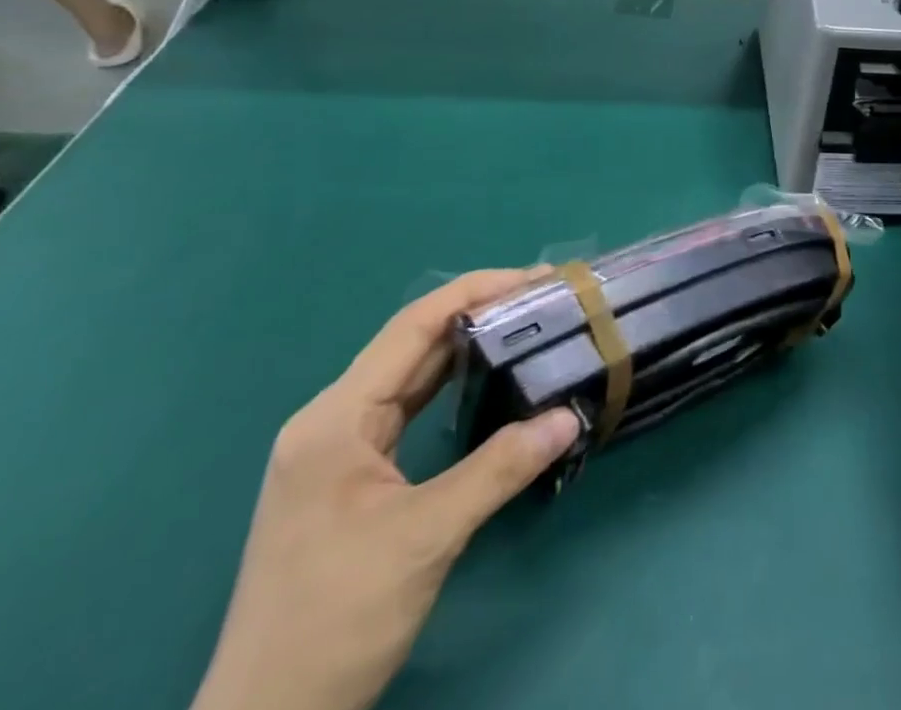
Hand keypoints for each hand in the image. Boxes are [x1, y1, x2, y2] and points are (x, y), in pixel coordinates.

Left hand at [191, 268, 581, 709]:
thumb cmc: (336, 621)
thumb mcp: (426, 537)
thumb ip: (500, 468)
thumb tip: (569, 416)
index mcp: (335, 417)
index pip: (414, 326)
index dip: (477, 291)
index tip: (535, 278)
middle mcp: (331, 419)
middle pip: (413, 344)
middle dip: (479, 314)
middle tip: (543, 299)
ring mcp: (337, 449)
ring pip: (410, 376)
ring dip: (466, 348)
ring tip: (526, 326)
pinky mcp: (349, 477)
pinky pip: (406, 409)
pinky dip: (449, 387)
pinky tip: (485, 379)